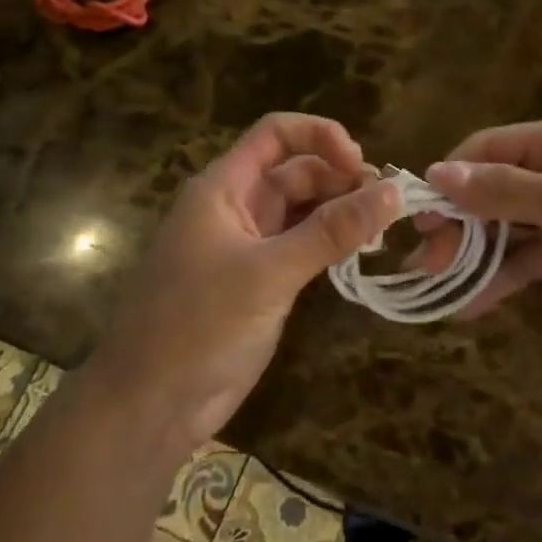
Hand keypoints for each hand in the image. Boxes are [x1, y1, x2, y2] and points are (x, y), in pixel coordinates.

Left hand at [95, 113, 402, 446]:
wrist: (148, 407)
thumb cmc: (198, 327)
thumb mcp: (268, 273)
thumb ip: (330, 232)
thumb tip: (392, 192)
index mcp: (223, 188)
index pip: (276, 134)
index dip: (321, 136)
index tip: (361, 165)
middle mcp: (236, 208)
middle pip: (296, 171)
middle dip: (341, 179)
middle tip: (388, 206)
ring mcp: (248, 246)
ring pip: (303, 210)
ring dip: (341, 212)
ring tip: (382, 230)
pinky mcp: (259, 282)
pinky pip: (302, 246)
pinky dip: (331, 244)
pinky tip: (361, 255)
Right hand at [414, 114, 541, 344]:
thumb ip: (505, 191)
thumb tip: (437, 172)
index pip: (490, 148)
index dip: (451, 179)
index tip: (417, 219)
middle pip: (494, 188)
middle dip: (459, 223)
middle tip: (426, 264)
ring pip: (509, 226)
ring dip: (475, 253)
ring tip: (438, 286)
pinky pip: (531, 257)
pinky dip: (504, 277)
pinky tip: (472, 305)